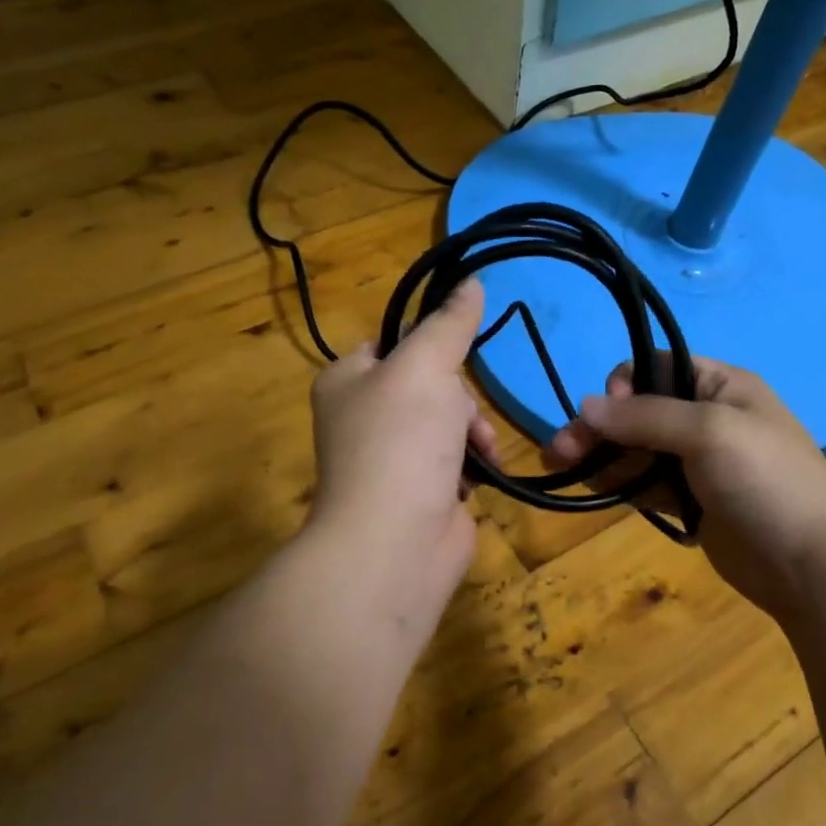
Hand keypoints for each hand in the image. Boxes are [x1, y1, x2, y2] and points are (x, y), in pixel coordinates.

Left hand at [307, 279, 498, 615]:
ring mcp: (392, 459)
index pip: (391, 342)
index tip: (457, 350)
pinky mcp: (420, 493)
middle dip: (458, 399)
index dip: (428, 343)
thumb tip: (471, 281)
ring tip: (477, 451)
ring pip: (448, 422)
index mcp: (347, 381)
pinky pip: (456, 461)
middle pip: (429, 384)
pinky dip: (472, 465)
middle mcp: (363, 417)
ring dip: (472, 433)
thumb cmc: (401, 442)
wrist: (395, 544)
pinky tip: (478, 477)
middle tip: (460, 416)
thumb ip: (449, 324)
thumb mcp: (425, 367)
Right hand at [547, 355, 825, 616]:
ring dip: (600, 454)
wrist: (814, 565)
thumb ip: (645, 416)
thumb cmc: (767, 482)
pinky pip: (646, 481)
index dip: (625, 385)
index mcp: (721, 385)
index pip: (657, 366)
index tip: (609, 415)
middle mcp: (707, 417)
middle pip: (639, 410)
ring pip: (637, 448)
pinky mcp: (692, 501)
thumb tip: (585, 404)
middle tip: (559, 451)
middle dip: (599, 426)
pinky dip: (618, 480)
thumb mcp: (709, 432)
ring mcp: (699, 462)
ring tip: (560, 467)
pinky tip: (589, 485)